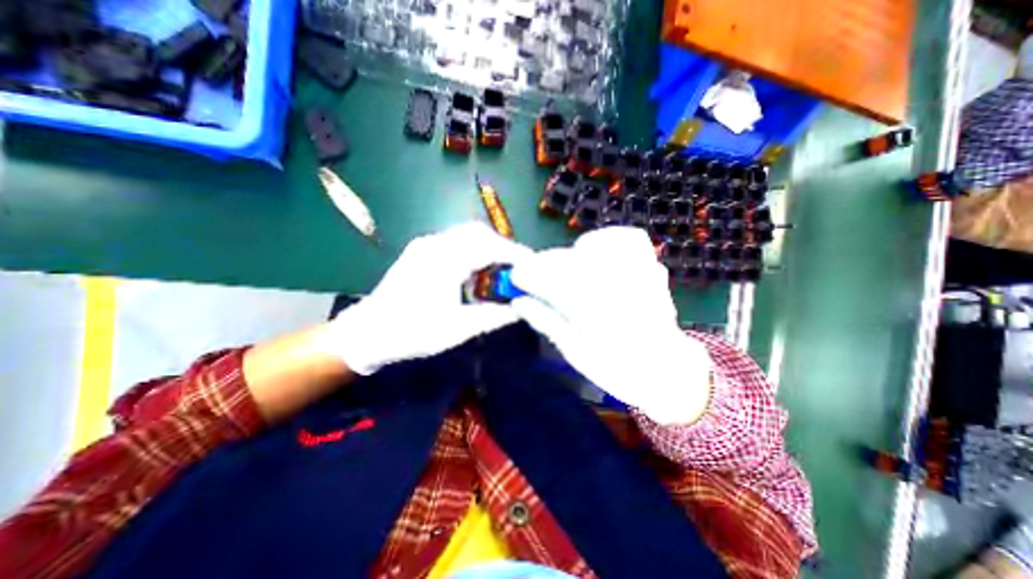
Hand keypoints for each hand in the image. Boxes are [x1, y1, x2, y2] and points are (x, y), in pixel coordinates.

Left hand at [324, 222, 531, 374]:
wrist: (368, 333)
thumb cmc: (413, 332)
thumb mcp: (459, 328)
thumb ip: (494, 317)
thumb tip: (521, 310)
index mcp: (445, 260)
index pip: (489, 246)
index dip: (514, 254)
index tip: (533, 265)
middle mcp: (435, 244)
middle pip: (478, 233)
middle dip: (502, 247)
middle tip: (517, 268)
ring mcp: (426, 245)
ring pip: (466, 235)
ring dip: (487, 248)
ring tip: (501, 270)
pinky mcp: (421, 251)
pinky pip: (455, 242)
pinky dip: (473, 251)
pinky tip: (476, 271)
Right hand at [510, 226, 720, 425]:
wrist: (665, 368)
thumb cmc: (616, 368)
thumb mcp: (574, 352)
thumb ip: (546, 321)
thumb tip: (518, 301)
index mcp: (598, 314)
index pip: (552, 282)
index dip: (528, 275)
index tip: (514, 277)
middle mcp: (619, 287)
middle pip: (568, 261)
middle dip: (541, 265)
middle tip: (530, 275)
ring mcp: (640, 272)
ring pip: (593, 245)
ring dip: (570, 255)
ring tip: (563, 272)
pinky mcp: (651, 265)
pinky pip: (625, 238)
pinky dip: (604, 242)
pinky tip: (594, 256)